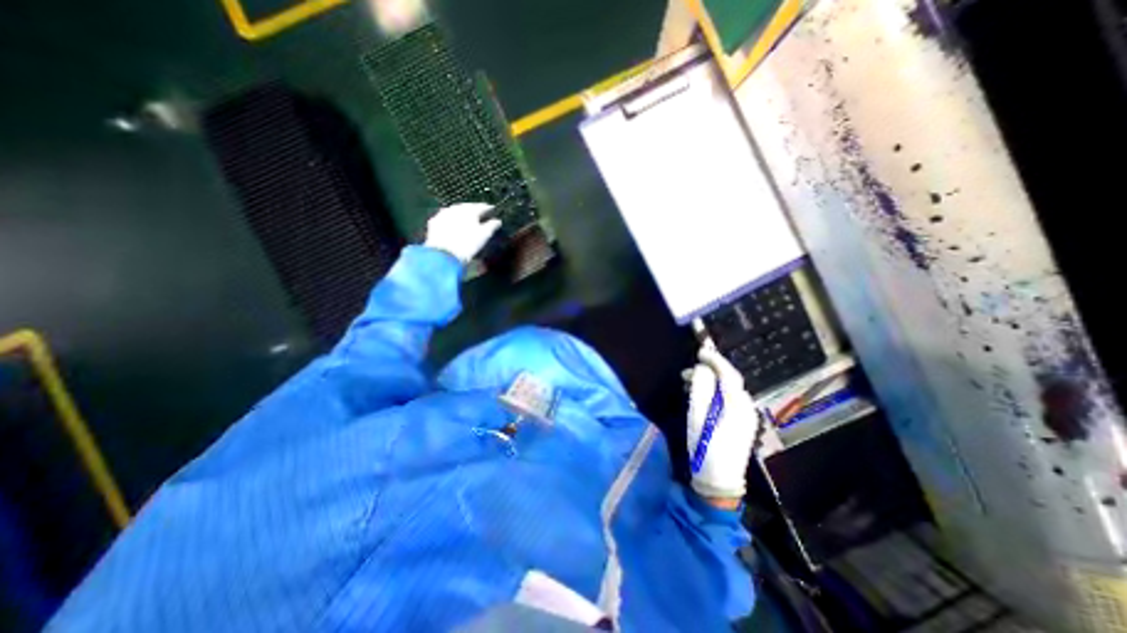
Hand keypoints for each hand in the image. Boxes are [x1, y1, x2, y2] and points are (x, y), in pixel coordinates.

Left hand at [422, 202, 501, 262]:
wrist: (443, 254)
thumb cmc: (467, 245)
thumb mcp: (483, 236)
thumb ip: (491, 226)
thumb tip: (497, 221)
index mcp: (470, 211)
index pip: (481, 206)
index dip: (488, 208)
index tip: (492, 209)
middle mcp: (457, 209)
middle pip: (467, 206)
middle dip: (473, 208)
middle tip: (479, 212)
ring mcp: (444, 214)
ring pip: (455, 210)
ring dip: (461, 212)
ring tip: (466, 216)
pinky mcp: (435, 222)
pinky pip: (445, 216)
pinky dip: (450, 218)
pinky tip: (452, 222)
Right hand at [688, 343, 756, 506]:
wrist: (719, 481)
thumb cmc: (705, 446)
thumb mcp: (697, 414)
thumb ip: (700, 387)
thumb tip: (701, 369)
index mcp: (737, 404)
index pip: (728, 373)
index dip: (714, 359)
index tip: (700, 351)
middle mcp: (747, 407)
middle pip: (730, 380)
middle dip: (710, 371)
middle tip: (687, 371)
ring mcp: (747, 417)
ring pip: (729, 390)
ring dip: (711, 382)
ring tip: (690, 383)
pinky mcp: (742, 425)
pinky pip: (729, 400)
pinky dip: (716, 393)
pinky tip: (702, 397)